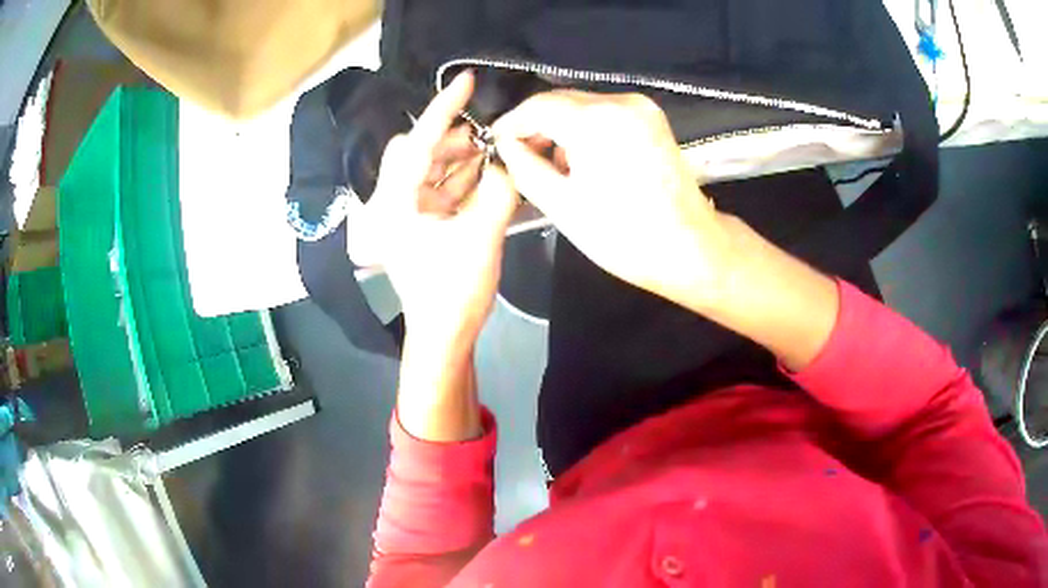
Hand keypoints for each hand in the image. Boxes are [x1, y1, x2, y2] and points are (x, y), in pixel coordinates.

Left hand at [354, 71, 518, 347]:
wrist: (443, 335)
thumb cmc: (454, 292)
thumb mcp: (482, 238)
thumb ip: (499, 191)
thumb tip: (510, 160)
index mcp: (394, 204)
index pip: (417, 143)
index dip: (442, 109)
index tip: (466, 80)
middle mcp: (392, 202)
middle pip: (418, 152)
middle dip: (453, 139)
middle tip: (489, 136)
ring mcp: (404, 213)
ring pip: (429, 169)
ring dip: (460, 158)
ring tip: (492, 152)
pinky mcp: (418, 223)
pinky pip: (437, 187)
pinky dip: (460, 177)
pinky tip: (485, 173)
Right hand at [495, 90, 838, 369]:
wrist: (690, 248)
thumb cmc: (623, 234)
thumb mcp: (561, 204)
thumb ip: (524, 166)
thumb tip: (507, 145)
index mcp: (596, 120)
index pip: (538, 106)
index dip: (511, 124)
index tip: (495, 143)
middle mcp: (620, 101)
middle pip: (561, 101)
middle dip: (536, 126)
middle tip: (518, 157)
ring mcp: (641, 107)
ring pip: (582, 106)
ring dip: (561, 129)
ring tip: (551, 166)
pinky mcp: (652, 118)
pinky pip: (605, 114)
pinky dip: (586, 131)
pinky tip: (581, 161)